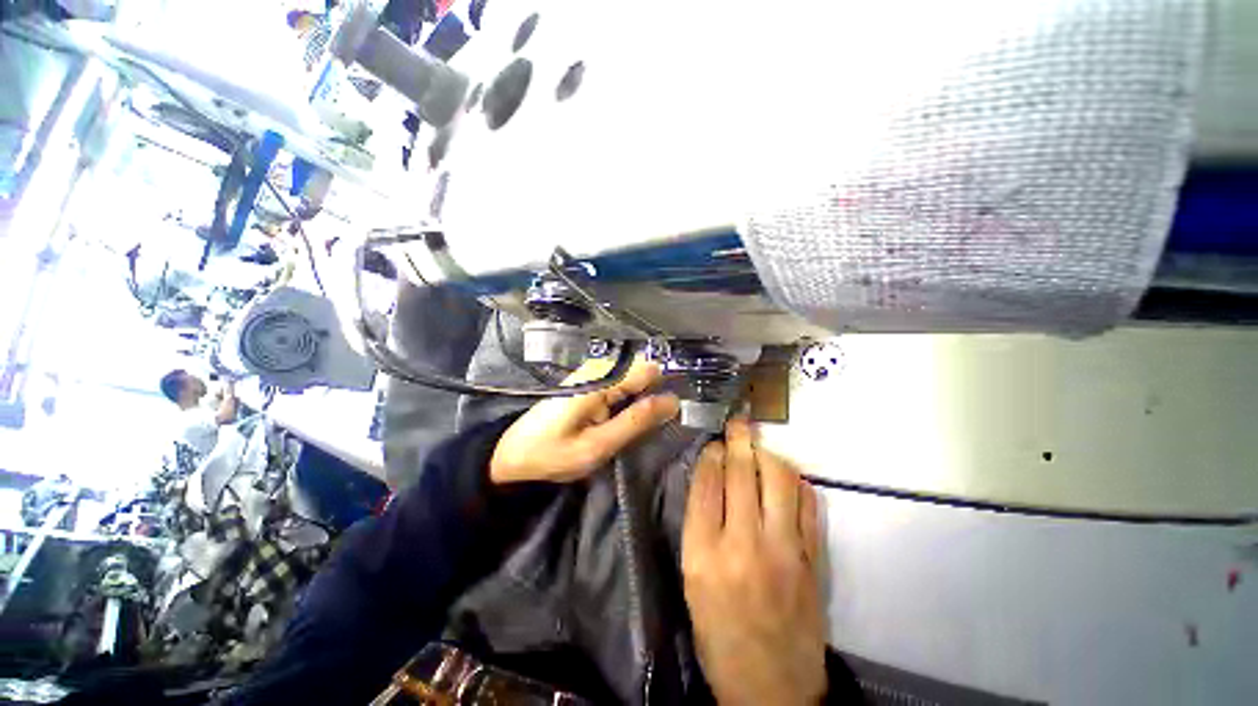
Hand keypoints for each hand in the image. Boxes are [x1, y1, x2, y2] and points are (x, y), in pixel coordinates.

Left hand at [489, 358, 679, 484]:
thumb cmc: (553, 453)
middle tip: (649, 427)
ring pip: (633, 378)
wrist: (514, 452)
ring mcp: (593, 373)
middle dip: (652, 395)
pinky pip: (621, 384)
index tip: (671, 413)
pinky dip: (627, 401)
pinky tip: (620, 420)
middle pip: (642, 371)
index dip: (664, 387)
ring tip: (635, 427)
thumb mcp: (598, 445)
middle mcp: (599, 369)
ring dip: (641, 400)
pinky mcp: (589, 382)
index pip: (649, 369)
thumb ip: (636, 421)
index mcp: (601, 381)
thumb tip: (673, 401)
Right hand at [682, 419, 826, 705]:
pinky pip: (809, 503)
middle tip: (737, 423)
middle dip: (738, 439)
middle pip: (742, 473)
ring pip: (780, 479)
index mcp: (703, 554)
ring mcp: (785, 550)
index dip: (711, 455)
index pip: (706, 483)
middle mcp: (743, 544)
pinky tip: (786, 476)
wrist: (772, 688)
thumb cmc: (719, 634)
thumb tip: (710, 479)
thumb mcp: (692, 581)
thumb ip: (700, 526)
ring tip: (760, 446)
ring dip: (768, 454)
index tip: (714, 443)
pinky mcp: (813, 559)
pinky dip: (797, 481)